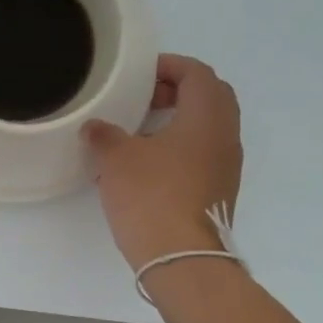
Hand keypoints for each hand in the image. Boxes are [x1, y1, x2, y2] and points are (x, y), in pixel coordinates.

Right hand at [85, 54, 242, 269]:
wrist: (180, 257)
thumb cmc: (151, 195)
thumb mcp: (116, 158)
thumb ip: (104, 134)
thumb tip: (95, 128)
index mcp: (206, 117)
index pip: (198, 73)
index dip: (170, 66)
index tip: (141, 74)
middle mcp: (225, 136)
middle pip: (211, 96)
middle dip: (179, 90)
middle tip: (145, 97)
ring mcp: (227, 166)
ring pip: (209, 126)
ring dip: (181, 119)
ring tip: (143, 129)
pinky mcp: (219, 190)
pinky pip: (205, 152)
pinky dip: (183, 145)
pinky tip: (151, 162)